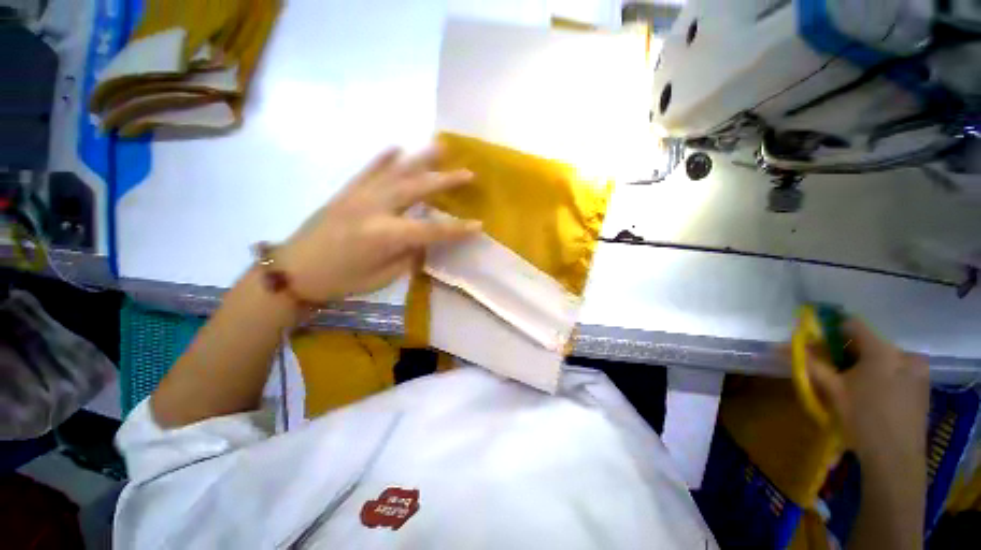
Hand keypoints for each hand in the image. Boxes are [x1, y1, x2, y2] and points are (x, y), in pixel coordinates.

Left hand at [279, 147, 479, 302]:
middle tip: (469, 173)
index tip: (479, 225)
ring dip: (421, 159)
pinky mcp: (347, 192)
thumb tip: (424, 240)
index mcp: (385, 235)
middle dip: (446, 181)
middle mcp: (375, 209)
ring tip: (440, 146)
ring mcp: (359, 196)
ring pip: (396, 172)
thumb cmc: (342, 281)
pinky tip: (397, 147)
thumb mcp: (383, 276)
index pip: (431, 230)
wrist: (294, 271)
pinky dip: (384, 157)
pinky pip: (369, 170)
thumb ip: (408, 255)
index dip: (457, 229)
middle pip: (418, 189)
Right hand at [803, 319, 928, 468]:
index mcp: (883, 351)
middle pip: (869, 342)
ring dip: (865, 365)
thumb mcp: (831, 390)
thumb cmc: (861, 420)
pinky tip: (874, 397)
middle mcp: (904, 354)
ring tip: (854, 388)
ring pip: (883, 357)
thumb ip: (808, 363)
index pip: (852, 324)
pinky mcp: (923, 386)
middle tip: (835, 373)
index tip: (819, 349)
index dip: (831, 332)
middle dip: (848, 353)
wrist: (895, 459)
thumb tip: (778, 346)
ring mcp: (918, 370)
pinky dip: (881, 376)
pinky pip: (897, 370)